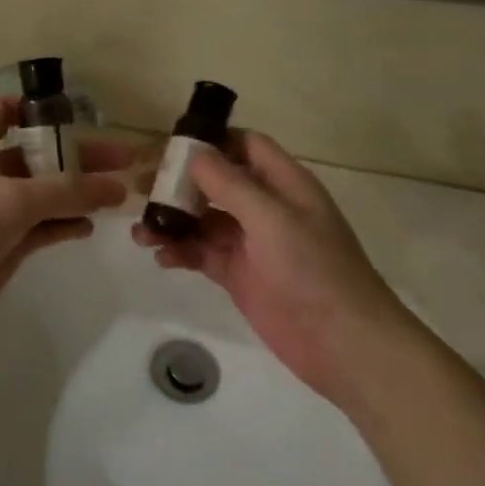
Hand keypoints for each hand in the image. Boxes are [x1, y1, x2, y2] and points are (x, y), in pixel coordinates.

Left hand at [0, 96, 132, 343]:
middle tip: (125, 159)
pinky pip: (41, 226)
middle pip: (36, 153)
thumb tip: (118, 187)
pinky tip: (91, 225)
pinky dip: (64, 223)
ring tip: (120, 194)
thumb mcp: (14, 199)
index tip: (69, 113)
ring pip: (43, 192)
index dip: (30, 106)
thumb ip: (68, 191)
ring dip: (77, 192)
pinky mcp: (2, 243)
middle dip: (77, 154)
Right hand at [133, 130, 404, 404]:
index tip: (171, 146)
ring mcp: (251, 243)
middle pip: (216, 182)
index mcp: (284, 184)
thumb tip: (195, 152)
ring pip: (203, 220)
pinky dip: (181, 252)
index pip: (246, 146)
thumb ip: (230, 185)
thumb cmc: (314, 270)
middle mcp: (266, 207)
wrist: (344, 344)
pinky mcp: (239, 275)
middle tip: (141, 188)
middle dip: (180, 183)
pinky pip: (202, 254)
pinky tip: (161, 257)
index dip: (212, 141)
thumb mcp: (271, 219)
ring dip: (173, 221)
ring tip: (141, 232)